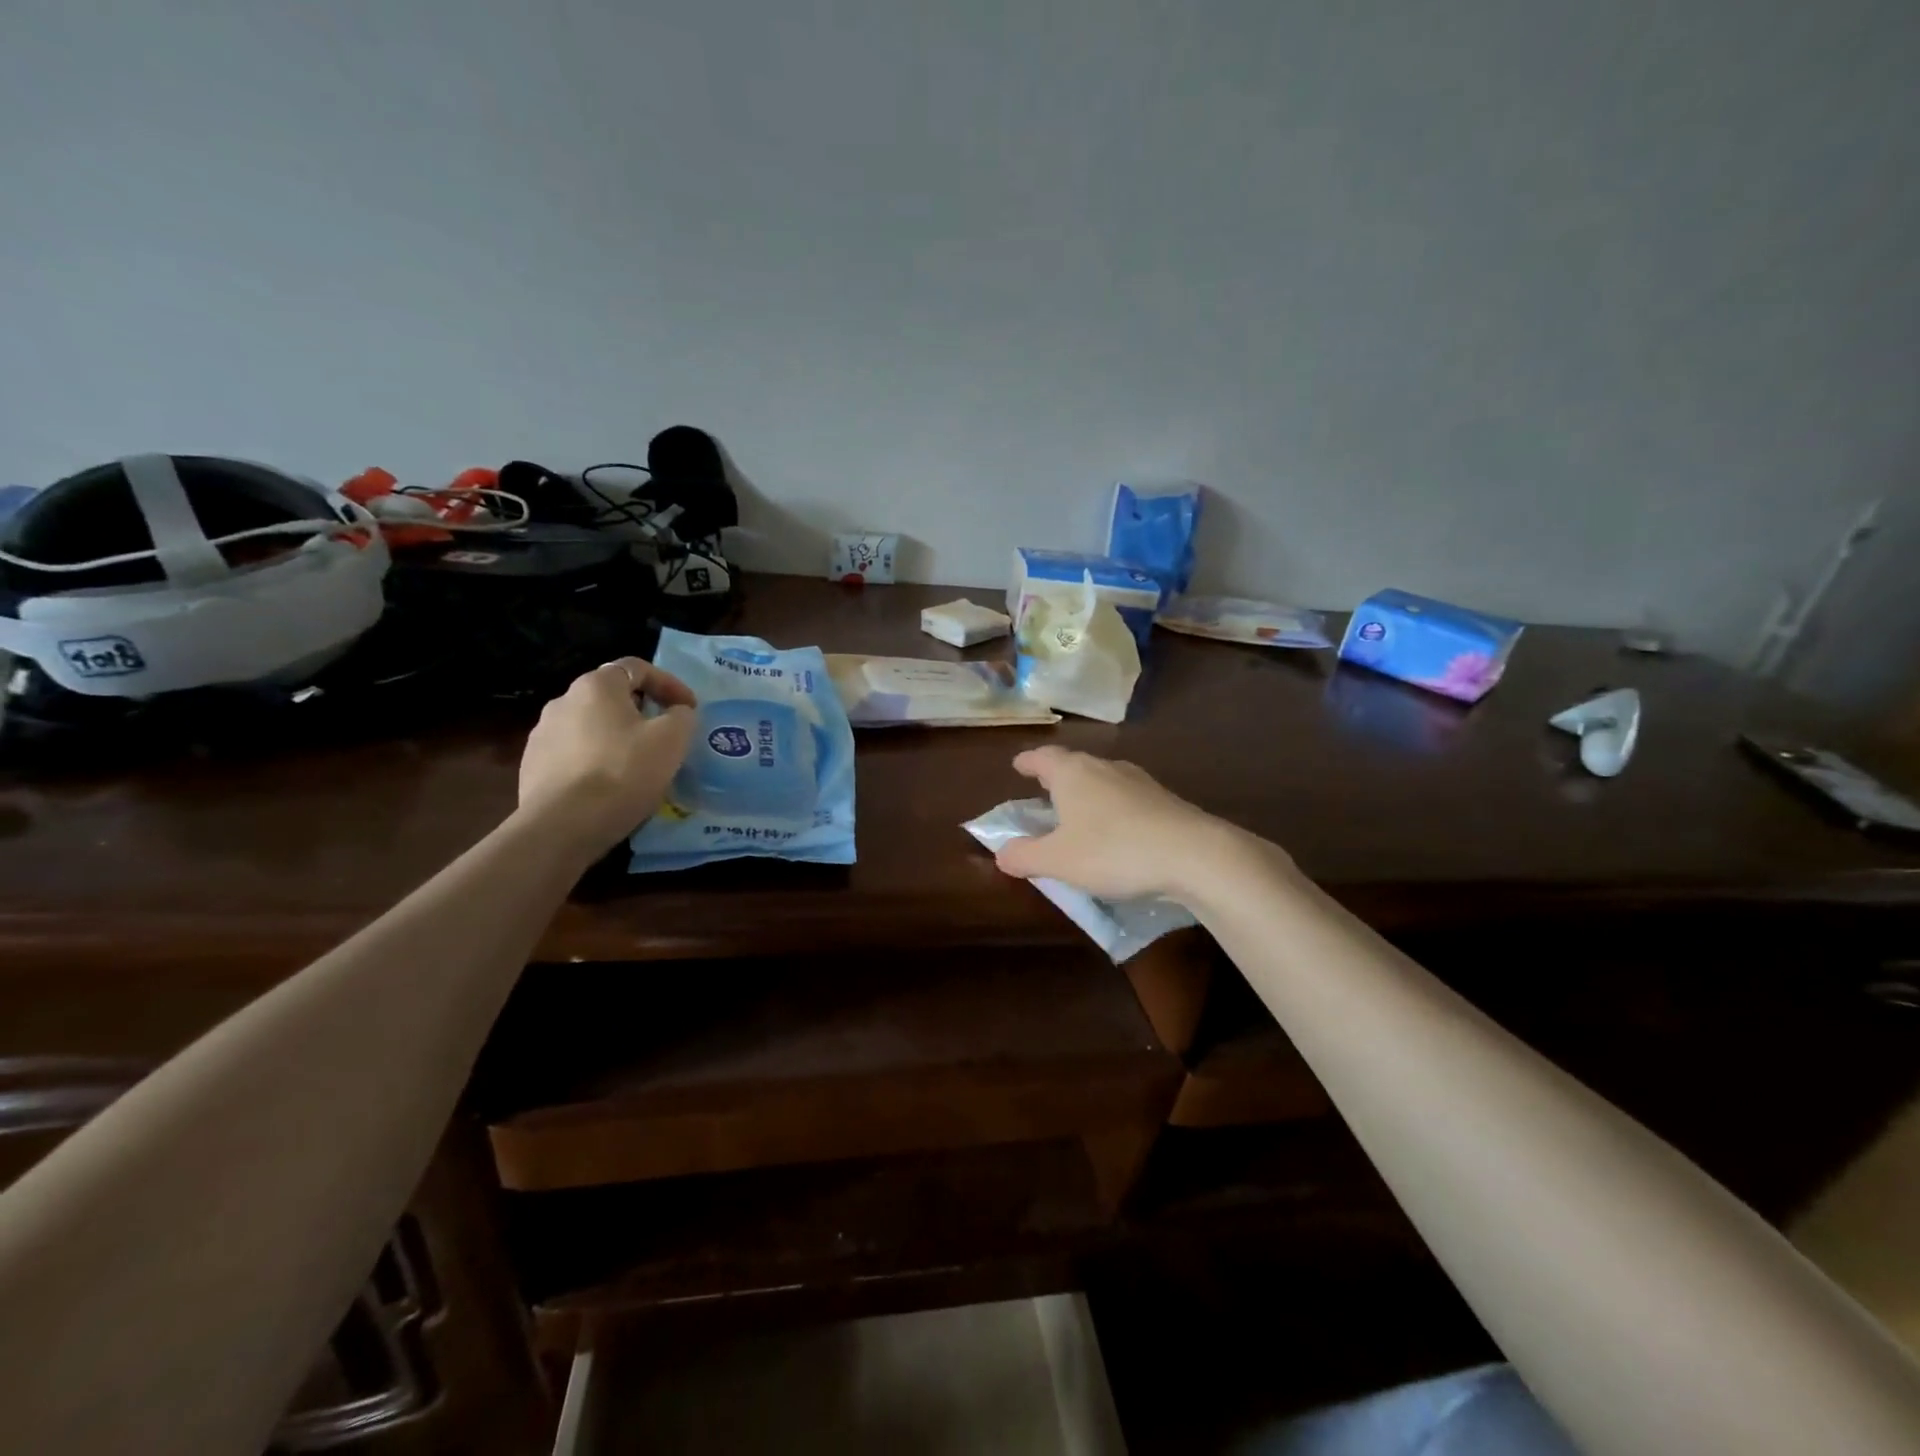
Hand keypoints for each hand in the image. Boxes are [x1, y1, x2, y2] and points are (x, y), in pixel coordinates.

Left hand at [518, 657, 697, 850]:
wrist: (563, 826)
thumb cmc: (623, 772)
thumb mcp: (672, 739)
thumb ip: (681, 716)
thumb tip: (677, 712)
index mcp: (596, 686)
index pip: (637, 668)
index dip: (669, 684)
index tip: (689, 709)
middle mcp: (563, 701)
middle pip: (611, 696)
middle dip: (642, 711)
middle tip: (665, 735)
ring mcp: (542, 734)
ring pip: (591, 726)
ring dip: (617, 737)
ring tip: (638, 764)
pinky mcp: (532, 766)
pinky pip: (574, 754)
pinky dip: (596, 760)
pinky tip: (609, 786)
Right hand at [993, 746, 1255, 900]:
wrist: (1193, 854)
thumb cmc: (1113, 851)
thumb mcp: (1058, 861)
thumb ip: (1024, 856)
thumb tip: (1001, 853)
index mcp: (1072, 773)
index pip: (1043, 758)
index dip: (1028, 762)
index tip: (1018, 766)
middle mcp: (1105, 767)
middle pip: (1074, 765)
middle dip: (1057, 777)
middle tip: (1044, 792)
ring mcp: (1139, 781)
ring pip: (1103, 780)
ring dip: (1088, 793)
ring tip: (1080, 814)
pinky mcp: (1164, 800)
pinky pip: (1127, 799)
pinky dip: (1114, 810)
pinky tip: (1117, 832)